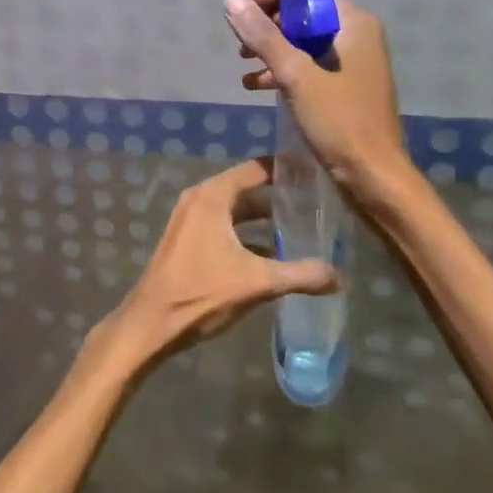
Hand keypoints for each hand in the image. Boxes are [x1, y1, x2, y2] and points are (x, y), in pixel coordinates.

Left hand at [101, 157, 338, 371]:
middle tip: (314, 203)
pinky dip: (245, 235)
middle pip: (246, 189)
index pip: (255, 169)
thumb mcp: (258, 282)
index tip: (314, 174)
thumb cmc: (201, 293)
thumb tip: (341, 277)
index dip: (285, 169)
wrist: (151, 324)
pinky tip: (271, 255)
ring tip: (299, 229)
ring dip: (262, 219)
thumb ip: (301, 275)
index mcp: (212, 197)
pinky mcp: (186, 241)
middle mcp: (199, 200)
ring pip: (234, 211)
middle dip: (278, 197)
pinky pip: (222, 227)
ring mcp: (189, 220)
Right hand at [224, 0, 410, 202]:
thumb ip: (263, 37)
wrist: (373, 177)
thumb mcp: (295, 76)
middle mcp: (356, 37)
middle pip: (305, 14)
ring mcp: (352, 64)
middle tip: (240, 41)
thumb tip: (232, 2)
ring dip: (272, 48)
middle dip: (269, 23)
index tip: (244, 8)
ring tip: (242, 63)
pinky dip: (283, 71)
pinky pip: (308, 67)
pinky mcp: (344, 88)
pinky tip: (255, 86)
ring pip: (303, 42)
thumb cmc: (339, 121)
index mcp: (354, 24)